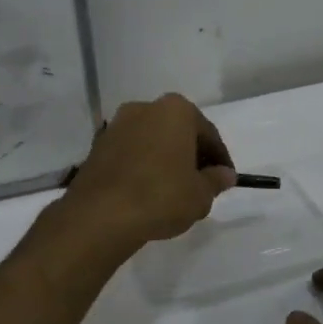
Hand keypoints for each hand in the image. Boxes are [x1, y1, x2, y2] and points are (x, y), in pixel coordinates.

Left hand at [63, 93, 235, 249]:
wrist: (100, 214)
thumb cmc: (161, 196)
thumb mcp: (200, 194)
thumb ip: (216, 180)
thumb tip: (225, 175)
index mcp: (176, 110)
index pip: (207, 133)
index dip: (219, 159)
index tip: (225, 179)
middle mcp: (144, 108)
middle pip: (177, 132)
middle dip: (190, 154)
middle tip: (201, 183)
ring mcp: (117, 125)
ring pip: (151, 141)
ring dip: (164, 159)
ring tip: (173, 190)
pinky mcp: (97, 146)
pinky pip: (130, 153)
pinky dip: (142, 166)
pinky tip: (147, 191)